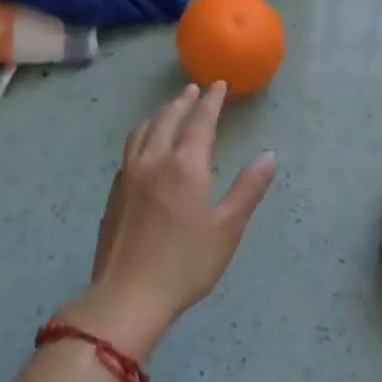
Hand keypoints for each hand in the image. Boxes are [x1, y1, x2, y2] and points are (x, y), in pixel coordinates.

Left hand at [61, 82, 276, 358]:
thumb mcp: (227, 228)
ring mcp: (129, 176)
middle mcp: (154, 161)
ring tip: (168, 110)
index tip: (219, 85)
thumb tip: (268, 156)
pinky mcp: (114, 193)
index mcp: (185, 166)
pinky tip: (146, 147)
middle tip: (193, 90)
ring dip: (159, 115)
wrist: (128, 296)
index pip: (200, 121)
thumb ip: (248, 189)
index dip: (211, 101)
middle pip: (167, 119)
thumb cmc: (186, 264)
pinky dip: (143, 135)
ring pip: (143, 132)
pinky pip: (130, 149)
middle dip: (183, 102)